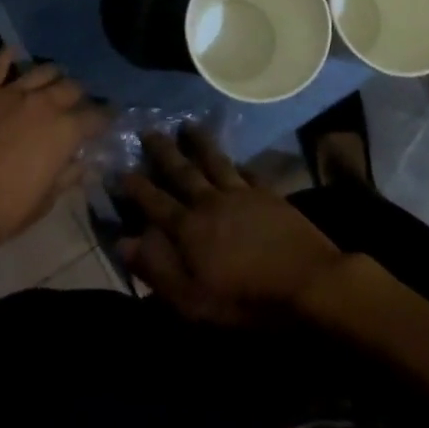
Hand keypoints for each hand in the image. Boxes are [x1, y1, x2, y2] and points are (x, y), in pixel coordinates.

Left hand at [0, 49, 106, 254]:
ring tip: (55, 77)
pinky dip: (8, 57)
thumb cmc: (2, 210)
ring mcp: (9, 93)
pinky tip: (14, 52)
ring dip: (52, 74)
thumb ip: (69, 176)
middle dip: (80, 93)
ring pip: (40, 71)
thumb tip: (87, 165)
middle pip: (70, 87)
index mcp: (63, 131)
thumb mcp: (45, 201)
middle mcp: (42, 103)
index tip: (109, 117)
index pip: (95, 116)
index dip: (105, 116)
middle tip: (80, 100)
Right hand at [118, 125, 342, 325]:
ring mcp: (241, 194)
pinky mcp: (268, 194)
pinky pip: (246, 171)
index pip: (154, 202)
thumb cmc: (246, 301)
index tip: (120, 170)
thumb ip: (157, 269)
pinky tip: (234, 157)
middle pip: (182, 171)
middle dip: (162, 152)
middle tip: (148, 131)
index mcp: (188, 228)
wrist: (308, 283)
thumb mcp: (193, 300)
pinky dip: (236, 162)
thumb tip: (123, 241)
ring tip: (187, 126)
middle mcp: (210, 202)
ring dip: (199, 143)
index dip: (135, 187)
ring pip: (214, 161)